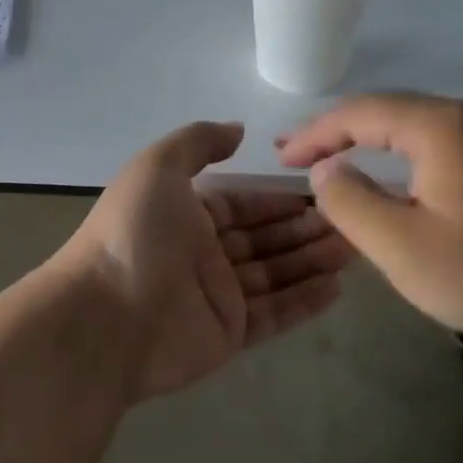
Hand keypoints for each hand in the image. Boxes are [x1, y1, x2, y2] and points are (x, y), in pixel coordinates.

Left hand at [52, 121, 352, 400]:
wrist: (104, 318)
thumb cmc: (133, 234)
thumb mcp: (157, 167)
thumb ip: (198, 142)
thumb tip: (238, 129)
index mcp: (185, 213)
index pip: (242, 202)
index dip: (279, 197)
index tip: (324, 190)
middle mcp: (202, 252)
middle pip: (264, 238)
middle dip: (306, 228)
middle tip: (356, 219)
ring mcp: (216, 295)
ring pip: (275, 273)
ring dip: (313, 260)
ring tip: (358, 247)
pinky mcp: (228, 333)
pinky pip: (274, 313)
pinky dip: (304, 301)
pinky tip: (338, 286)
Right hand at [276, 93, 462, 345]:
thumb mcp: (401, 246)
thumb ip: (349, 201)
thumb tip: (326, 169)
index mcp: (441, 126)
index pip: (359, 113)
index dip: (314, 134)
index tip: (281, 158)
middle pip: (386, 111)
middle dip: (337, 133)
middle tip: (297, 157)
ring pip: (413, 125)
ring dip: (368, 142)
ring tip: (333, 162)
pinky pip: (438, 142)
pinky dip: (400, 154)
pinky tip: (390, 176)